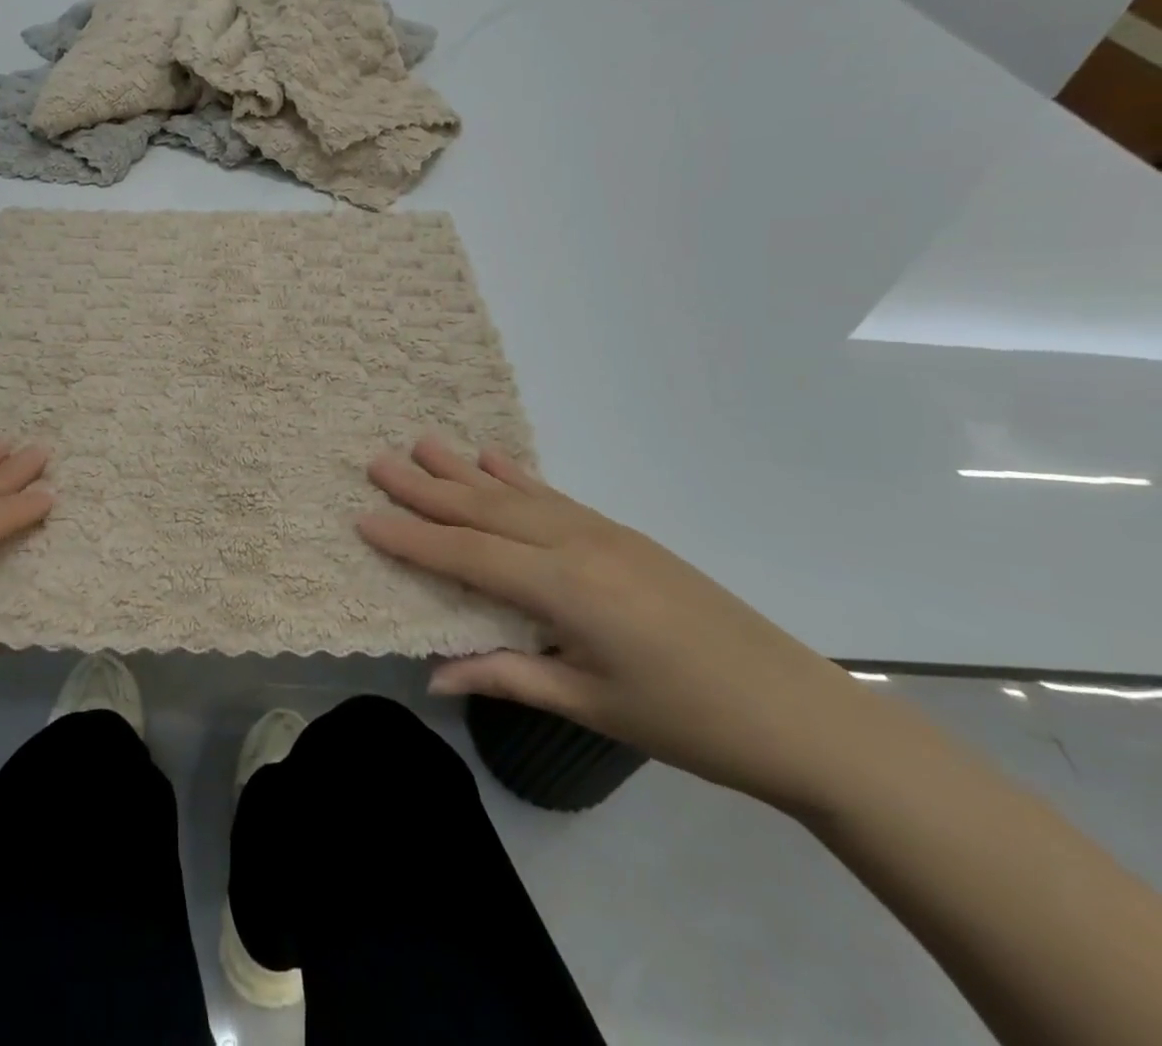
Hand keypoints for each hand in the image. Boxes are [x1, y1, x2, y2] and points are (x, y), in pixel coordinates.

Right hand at [359, 437, 889, 810]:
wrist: (801, 713)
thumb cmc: (689, 721)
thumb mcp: (590, 704)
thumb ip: (507, 676)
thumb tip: (434, 675)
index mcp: (564, 588)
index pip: (467, 555)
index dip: (411, 538)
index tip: (363, 517)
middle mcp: (576, 544)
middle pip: (483, 510)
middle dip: (426, 488)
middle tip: (376, 461)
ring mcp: (602, 532)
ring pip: (515, 494)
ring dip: (464, 470)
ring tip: (422, 443)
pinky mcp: (621, 534)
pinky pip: (553, 496)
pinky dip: (516, 476)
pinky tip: (492, 459)